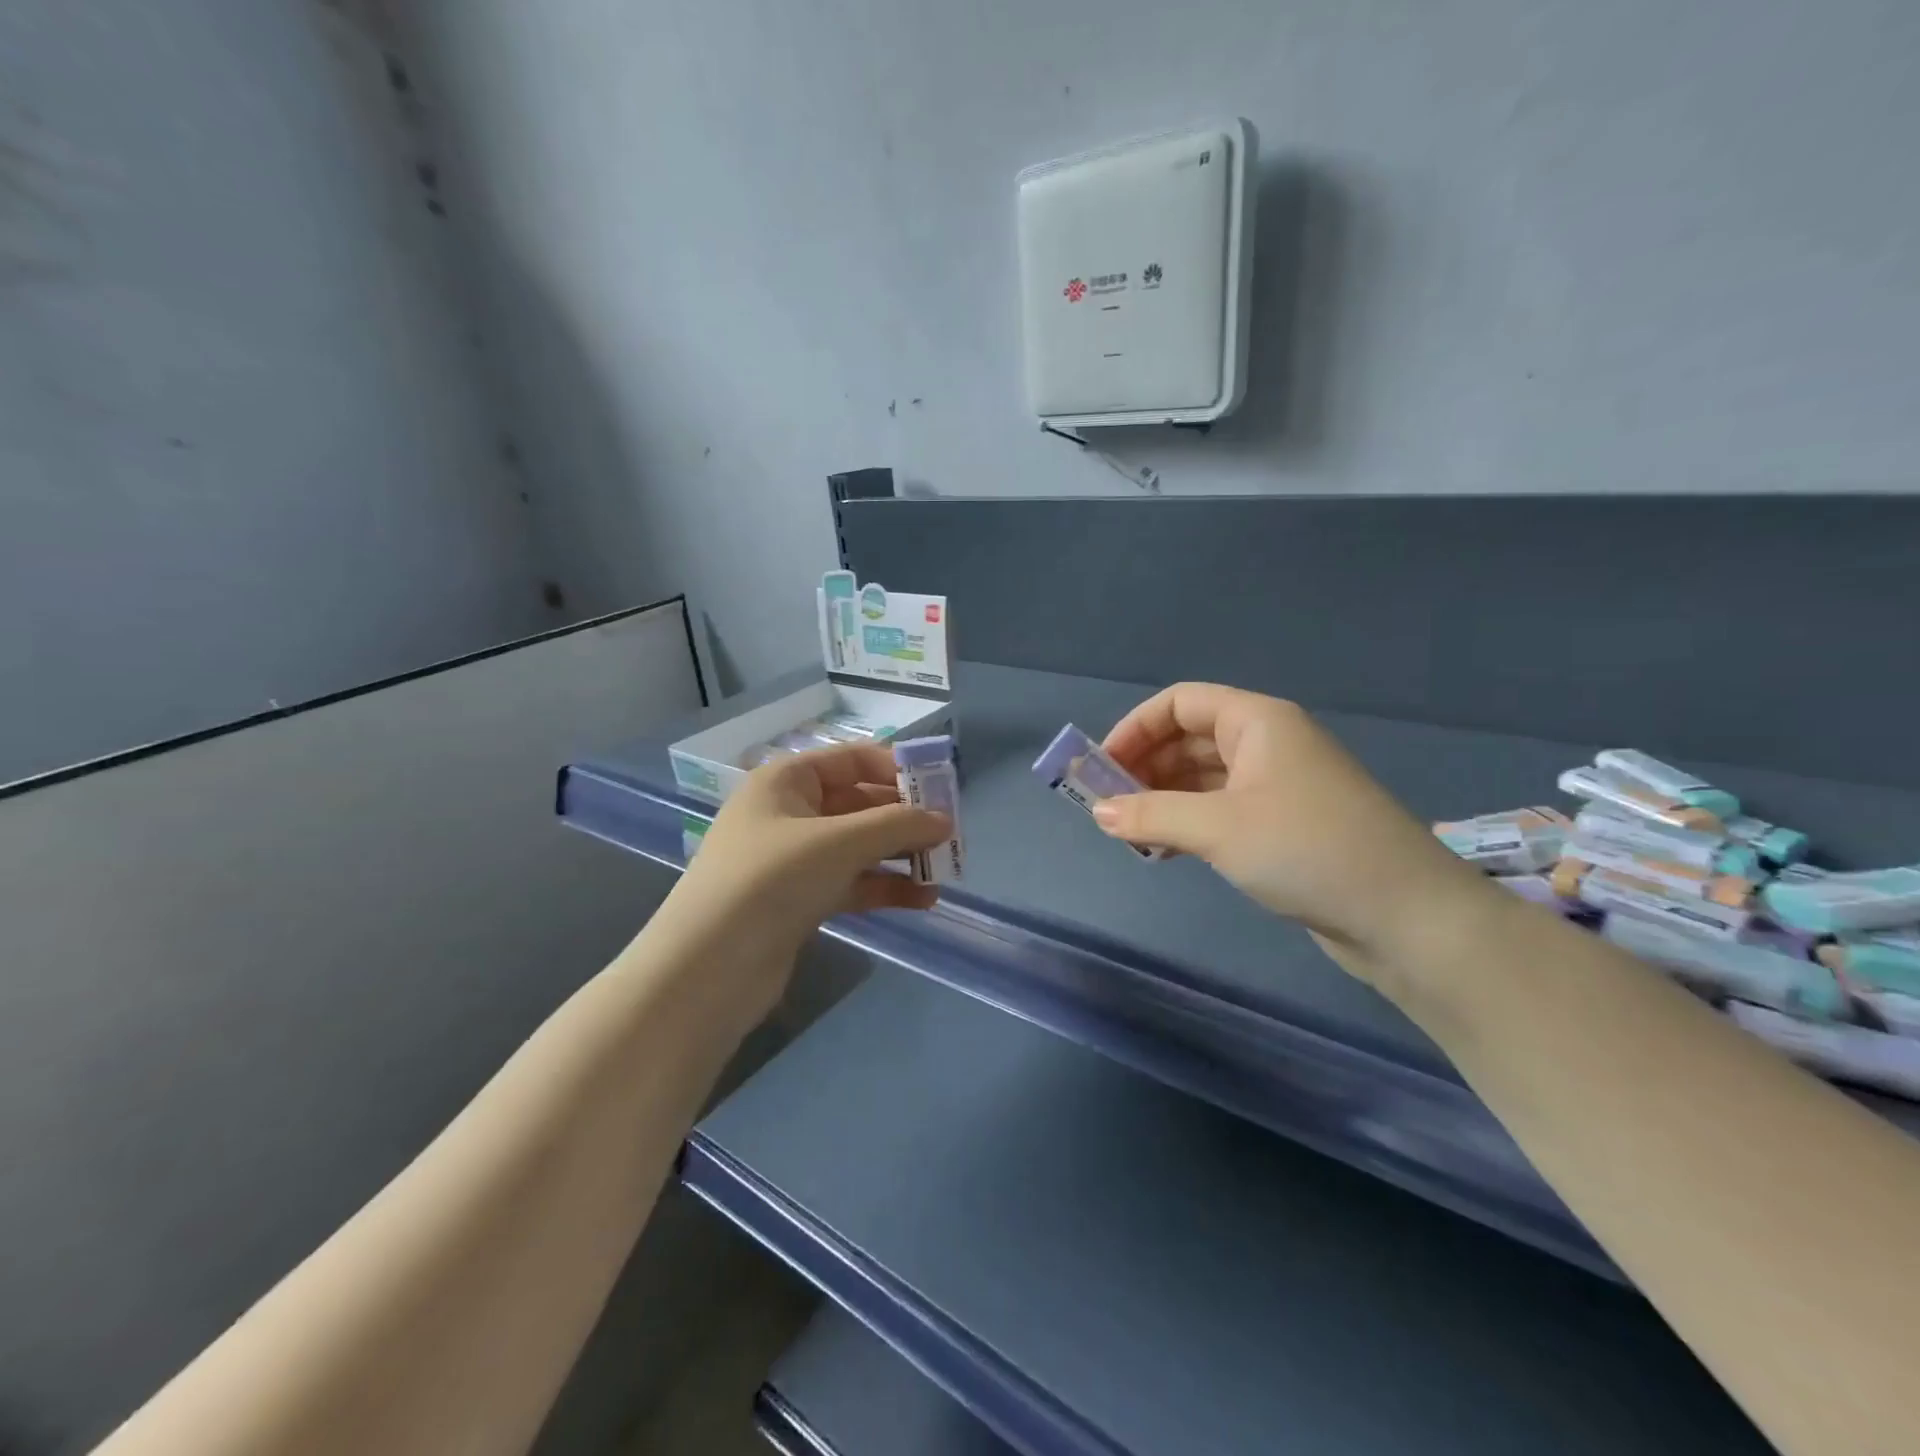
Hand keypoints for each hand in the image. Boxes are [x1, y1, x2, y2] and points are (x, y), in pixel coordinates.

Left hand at [661, 743, 950, 1015]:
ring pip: (859, 847)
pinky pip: (851, 883)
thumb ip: (898, 825)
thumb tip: (945, 821)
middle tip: (950, 836)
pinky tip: (922, 900)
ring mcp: (793, 859)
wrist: (708, 968)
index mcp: (787, 780)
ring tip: (944, 871)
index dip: (899, 771)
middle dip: (905, 819)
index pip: (853, 760)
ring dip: (900, 856)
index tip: (943, 790)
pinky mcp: (799, 900)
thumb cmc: (772, 880)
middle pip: (860, 804)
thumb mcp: (840, 842)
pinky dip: (884, 888)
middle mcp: (790, 813)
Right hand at [1096, 683, 1491, 966]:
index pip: (1181, 702)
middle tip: (1108, 804)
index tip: (1102, 767)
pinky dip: (1188, 822)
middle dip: (1144, 766)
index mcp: (1258, 722)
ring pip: (1203, 777)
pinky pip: (1221, 810)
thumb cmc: (1307, 849)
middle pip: (1189, 738)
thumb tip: (1099, 812)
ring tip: (1130, 831)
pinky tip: (1164, 850)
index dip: (1135, 727)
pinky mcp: (1285, 826)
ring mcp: (1279, 786)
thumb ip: (1151, 814)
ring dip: (1163, 798)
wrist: (1406, 916)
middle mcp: (1268, 744)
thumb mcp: (1218, 827)